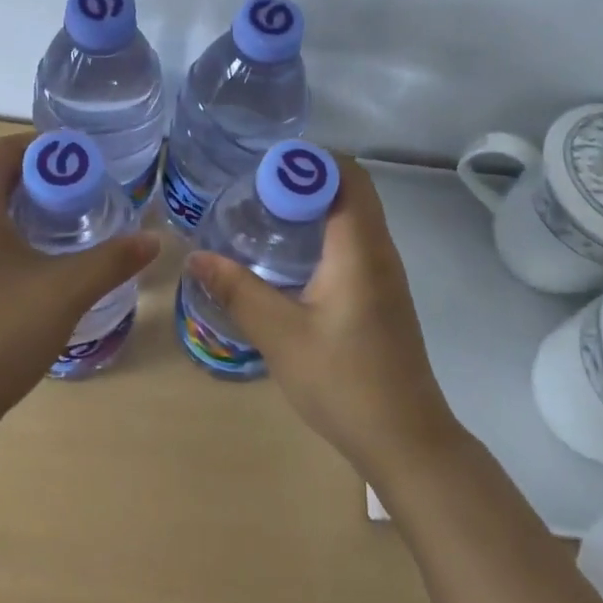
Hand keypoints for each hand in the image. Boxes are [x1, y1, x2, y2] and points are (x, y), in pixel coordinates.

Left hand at [0, 131, 159, 426]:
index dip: (43, 147)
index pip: (2, 149)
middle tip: (60, 193)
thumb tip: (154, 240)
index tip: (79, 162)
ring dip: (0, 202)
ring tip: (42, 229)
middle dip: (20, 171)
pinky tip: (14, 270)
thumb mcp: (67, 292)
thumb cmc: (0, 334)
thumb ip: (113, 260)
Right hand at [186, 158, 459, 475]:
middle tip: (256, 186)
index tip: (261, 166)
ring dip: (315, 203)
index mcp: (360, 249)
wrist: (406, 442)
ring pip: (354, 214)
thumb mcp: (281, 335)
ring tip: (266, 211)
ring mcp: (385, 273)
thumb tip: (196, 257)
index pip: (345, 176)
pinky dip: (324, 229)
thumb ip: (237, 291)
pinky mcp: (382, 293)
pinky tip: (290, 255)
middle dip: (305, 177)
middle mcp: (379, 250)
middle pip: (351, 188)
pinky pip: (355, 239)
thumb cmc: (344, 382)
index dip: (305, 161)